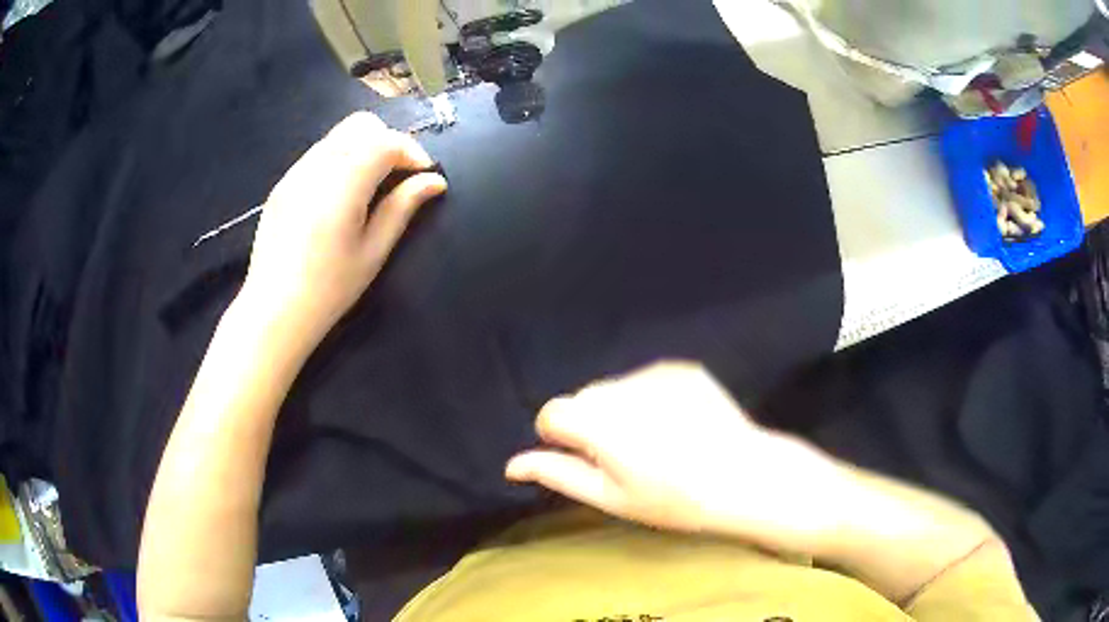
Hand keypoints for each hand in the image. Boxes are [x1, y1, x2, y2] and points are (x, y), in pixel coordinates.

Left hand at [238, 111, 446, 348]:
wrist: (273, 311)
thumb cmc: (329, 289)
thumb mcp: (373, 252)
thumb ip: (402, 207)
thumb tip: (434, 181)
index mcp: (342, 185)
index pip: (384, 142)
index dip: (411, 151)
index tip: (424, 175)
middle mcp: (316, 168)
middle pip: (360, 126)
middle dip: (387, 141)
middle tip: (398, 176)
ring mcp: (295, 173)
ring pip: (338, 136)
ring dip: (363, 148)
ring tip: (370, 185)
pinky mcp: (282, 184)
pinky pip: (319, 153)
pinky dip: (340, 159)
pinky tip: (340, 195)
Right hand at [506, 362, 848, 543]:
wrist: (743, 476)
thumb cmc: (673, 500)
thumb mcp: (610, 497)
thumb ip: (557, 474)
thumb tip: (510, 465)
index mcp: (599, 422)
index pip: (551, 412)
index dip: (562, 437)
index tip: (588, 458)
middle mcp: (623, 388)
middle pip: (583, 397)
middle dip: (591, 422)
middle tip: (626, 455)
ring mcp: (656, 373)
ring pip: (614, 387)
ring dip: (620, 408)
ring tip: (656, 439)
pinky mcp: (682, 368)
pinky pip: (647, 379)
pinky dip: (649, 398)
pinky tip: (677, 423)